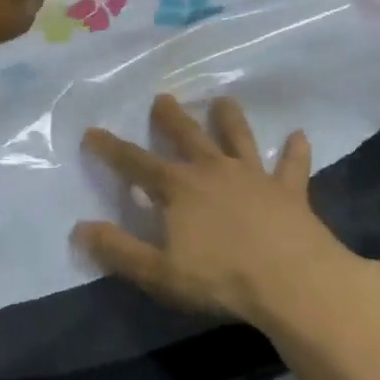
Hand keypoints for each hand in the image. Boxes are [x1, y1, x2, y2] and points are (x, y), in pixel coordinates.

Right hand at [74, 94, 366, 326]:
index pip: (135, 164)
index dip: (111, 148)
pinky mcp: (289, 191)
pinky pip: (292, 166)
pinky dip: (295, 151)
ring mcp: (254, 177)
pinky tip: (299, 135)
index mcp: (179, 188)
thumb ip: (118, 249)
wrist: (292, 281)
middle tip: (162, 98)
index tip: (92, 131)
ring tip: (223, 100)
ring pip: (239, 138)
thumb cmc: (220, 278)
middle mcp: (213, 171)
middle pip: (188, 136)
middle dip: (171, 118)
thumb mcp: (158, 271)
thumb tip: (80, 228)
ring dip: (230, 119)